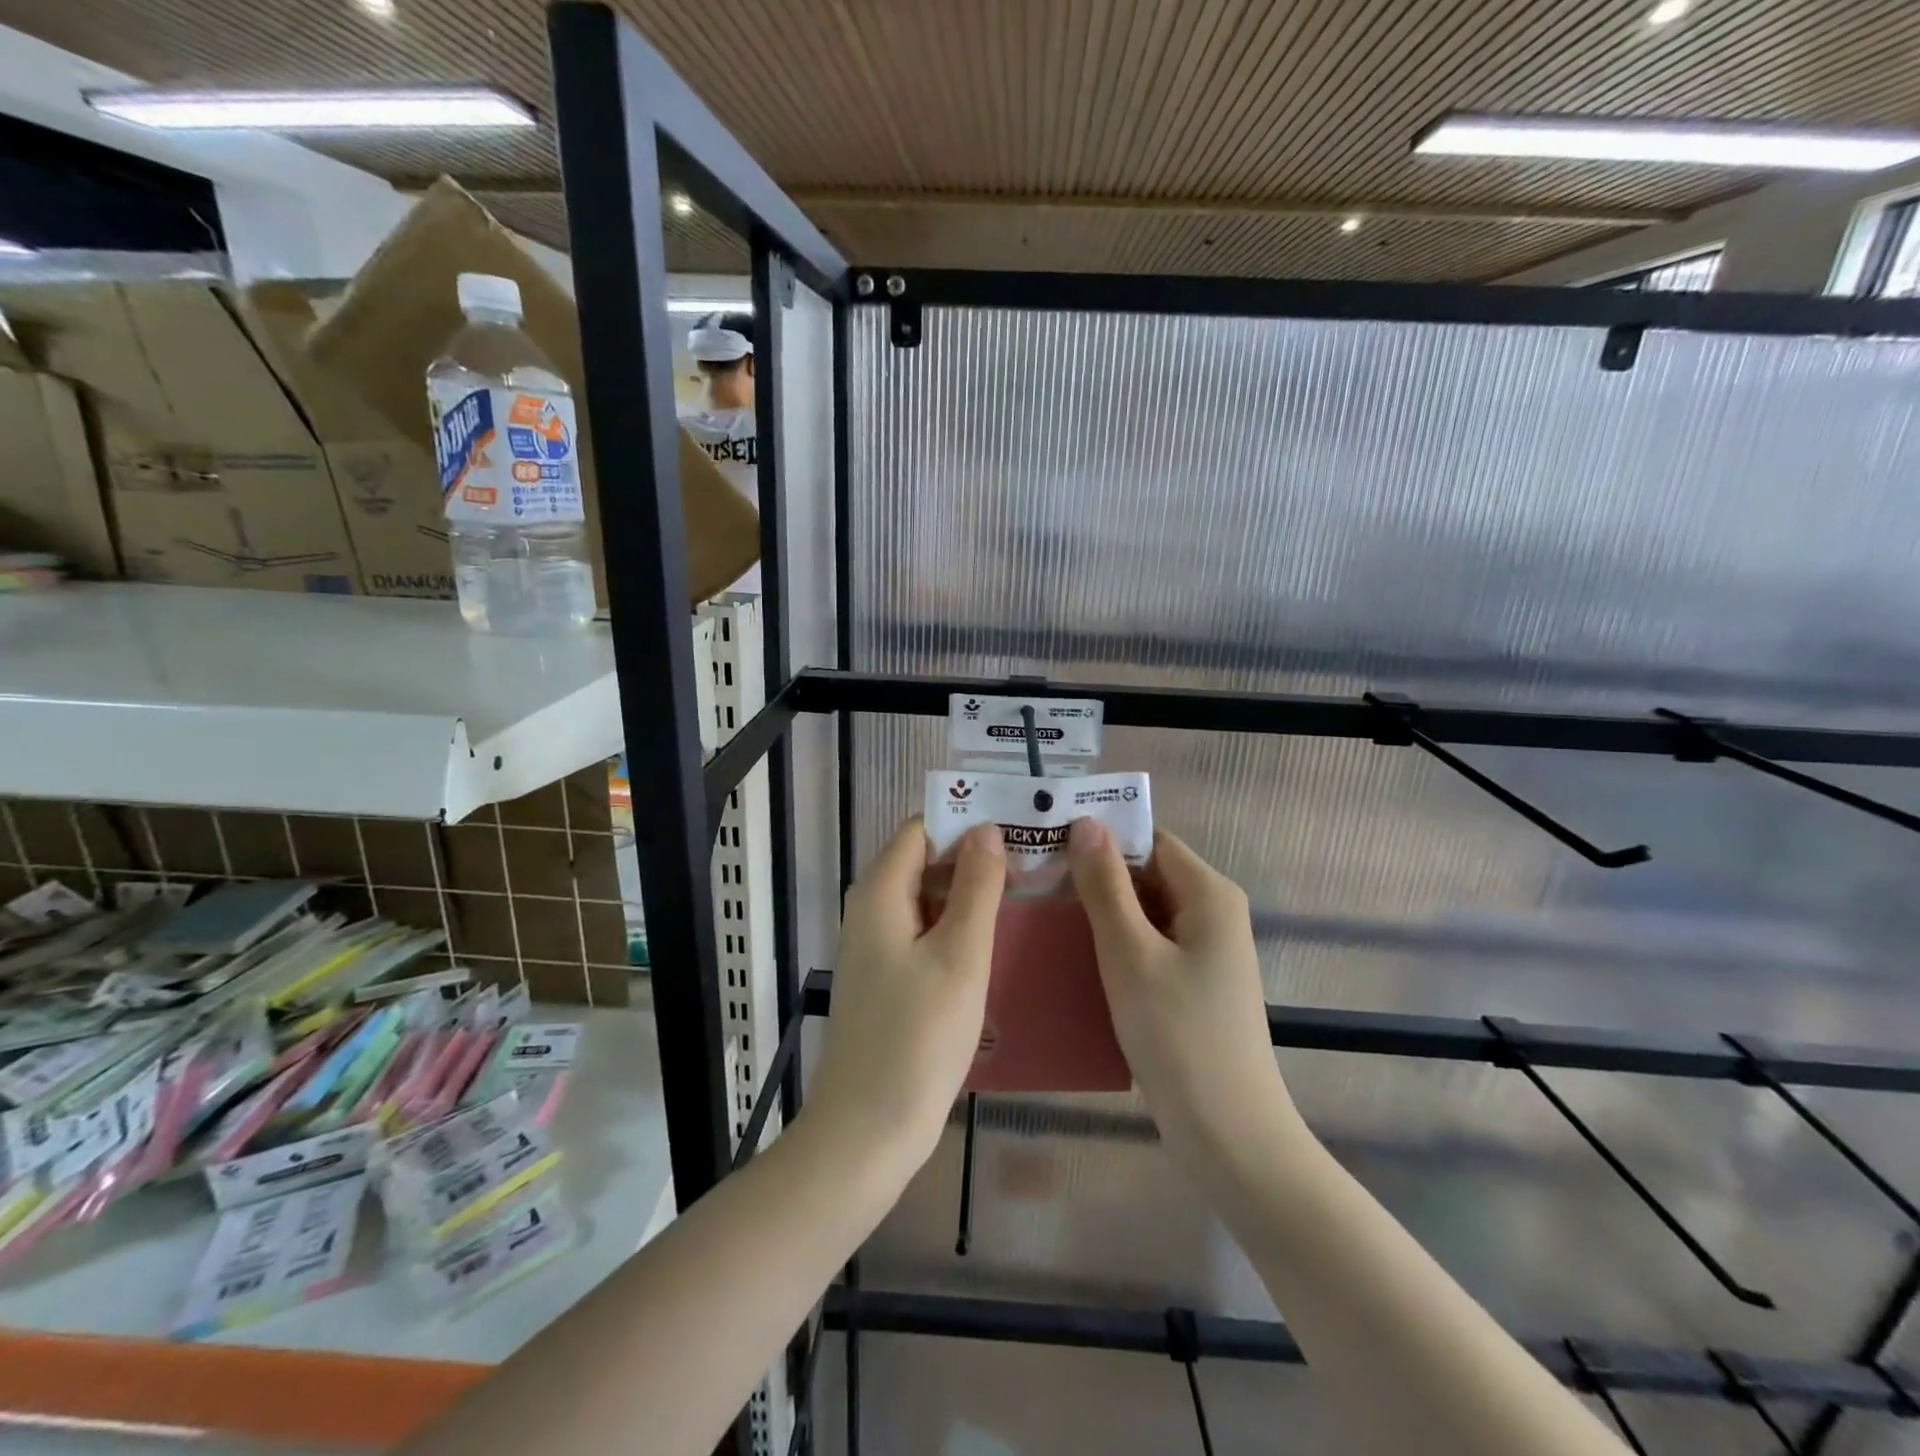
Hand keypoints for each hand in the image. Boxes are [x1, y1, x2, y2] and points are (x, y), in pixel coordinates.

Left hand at [806, 817, 1005, 1174]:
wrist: (867, 1131)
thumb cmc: (918, 1038)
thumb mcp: (959, 954)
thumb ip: (976, 887)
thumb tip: (986, 829)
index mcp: (880, 892)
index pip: (922, 828)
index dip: (966, 820)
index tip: (1018, 825)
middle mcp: (870, 909)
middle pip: (924, 860)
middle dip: (974, 856)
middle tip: (1034, 861)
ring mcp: (876, 945)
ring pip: (926, 898)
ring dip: (969, 892)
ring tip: (1027, 893)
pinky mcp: (886, 977)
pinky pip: (923, 931)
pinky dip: (956, 926)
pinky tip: (995, 939)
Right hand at [1067, 820, 1301, 1169]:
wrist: (1229, 1136)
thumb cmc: (1178, 1036)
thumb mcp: (1130, 953)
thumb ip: (1106, 886)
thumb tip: (1087, 823)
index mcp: (1209, 894)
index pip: (1150, 841)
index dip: (1103, 838)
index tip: (1049, 843)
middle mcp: (1213, 914)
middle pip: (1148, 874)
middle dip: (1096, 876)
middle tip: (1035, 881)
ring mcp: (1205, 952)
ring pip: (1145, 912)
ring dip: (1101, 912)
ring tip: (1042, 913)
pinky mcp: (1193, 985)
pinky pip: (1149, 945)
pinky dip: (1115, 944)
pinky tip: (1073, 955)